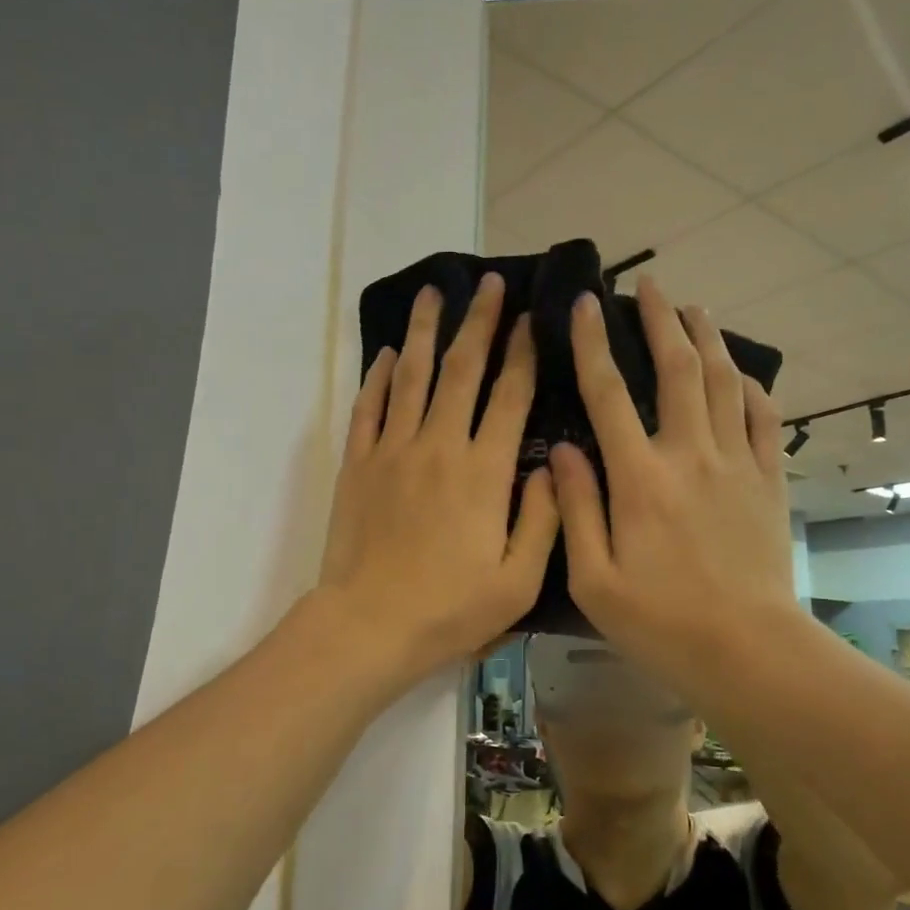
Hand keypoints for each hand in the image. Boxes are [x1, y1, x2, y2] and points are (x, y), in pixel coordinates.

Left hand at [315, 273, 558, 687]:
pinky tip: (383, 354)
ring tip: (431, 292)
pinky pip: (368, 408)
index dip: (523, 352)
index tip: (531, 317)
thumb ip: (543, 519)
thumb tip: (551, 468)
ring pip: (409, 375)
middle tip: (489, 283)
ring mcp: (393, 450)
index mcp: (484, 471)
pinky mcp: (358, 464)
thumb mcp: (518, 580)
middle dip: (478, 322)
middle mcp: (438, 446)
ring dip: (423, 331)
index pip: (509, 396)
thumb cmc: (450, 609)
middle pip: (461, 369)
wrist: (368, 626)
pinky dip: (376, 378)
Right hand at [550, 275, 799, 689]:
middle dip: (660, 320)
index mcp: (640, 478)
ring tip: (693, 308)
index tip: (584, 304)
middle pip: (677, 370)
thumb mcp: (594, 579)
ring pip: (723, 383)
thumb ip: (576, 509)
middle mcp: (690, 455)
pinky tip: (741, 373)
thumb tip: (563, 451)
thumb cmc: (661, 622)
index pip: (609, 394)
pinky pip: (762, 419)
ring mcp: (736, 465)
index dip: (592, 344)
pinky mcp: (768, 482)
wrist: (748, 651)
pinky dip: (751, 388)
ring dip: (707, 339)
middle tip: (648, 286)